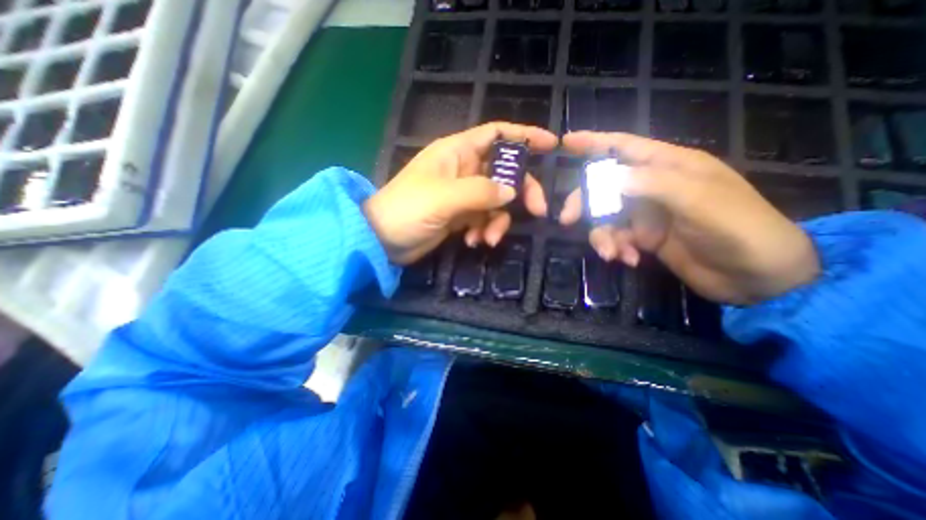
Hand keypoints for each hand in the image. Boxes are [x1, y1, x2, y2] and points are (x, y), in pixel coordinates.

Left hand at [363, 121, 555, 262]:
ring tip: (486, 239)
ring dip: (497, 221)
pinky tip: (473, 242)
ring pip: (496, 201)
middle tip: (537, 211)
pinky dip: (483, 230)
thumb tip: (512, 192)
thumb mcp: (444, 197)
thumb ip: (481, 192)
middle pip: (505, 172)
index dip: (524, 136)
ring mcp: (463, 194)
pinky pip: (484, 219)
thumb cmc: (407, 209)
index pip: (497, 134)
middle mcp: (463, 169)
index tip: (551, 145)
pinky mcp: (460, 215)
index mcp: (457, 152)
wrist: (382, 240)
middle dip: (521, 191)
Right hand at [557, 133, 815, 306]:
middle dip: (584, 202)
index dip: (593, 142)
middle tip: (567, 219)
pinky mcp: (644, 238)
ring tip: (611, 253)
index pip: (624, 147)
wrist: (757, 277)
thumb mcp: (697, 199)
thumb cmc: (737, 228)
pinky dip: (616, 249)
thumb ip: (650, 183)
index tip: (565, 142)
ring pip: (605, 217)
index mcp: (669, 166)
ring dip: (602, 236)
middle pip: (603, 186)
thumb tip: (604, 177)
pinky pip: (616, 238)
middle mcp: (652, 187)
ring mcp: (646, 214)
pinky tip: (629, 260)